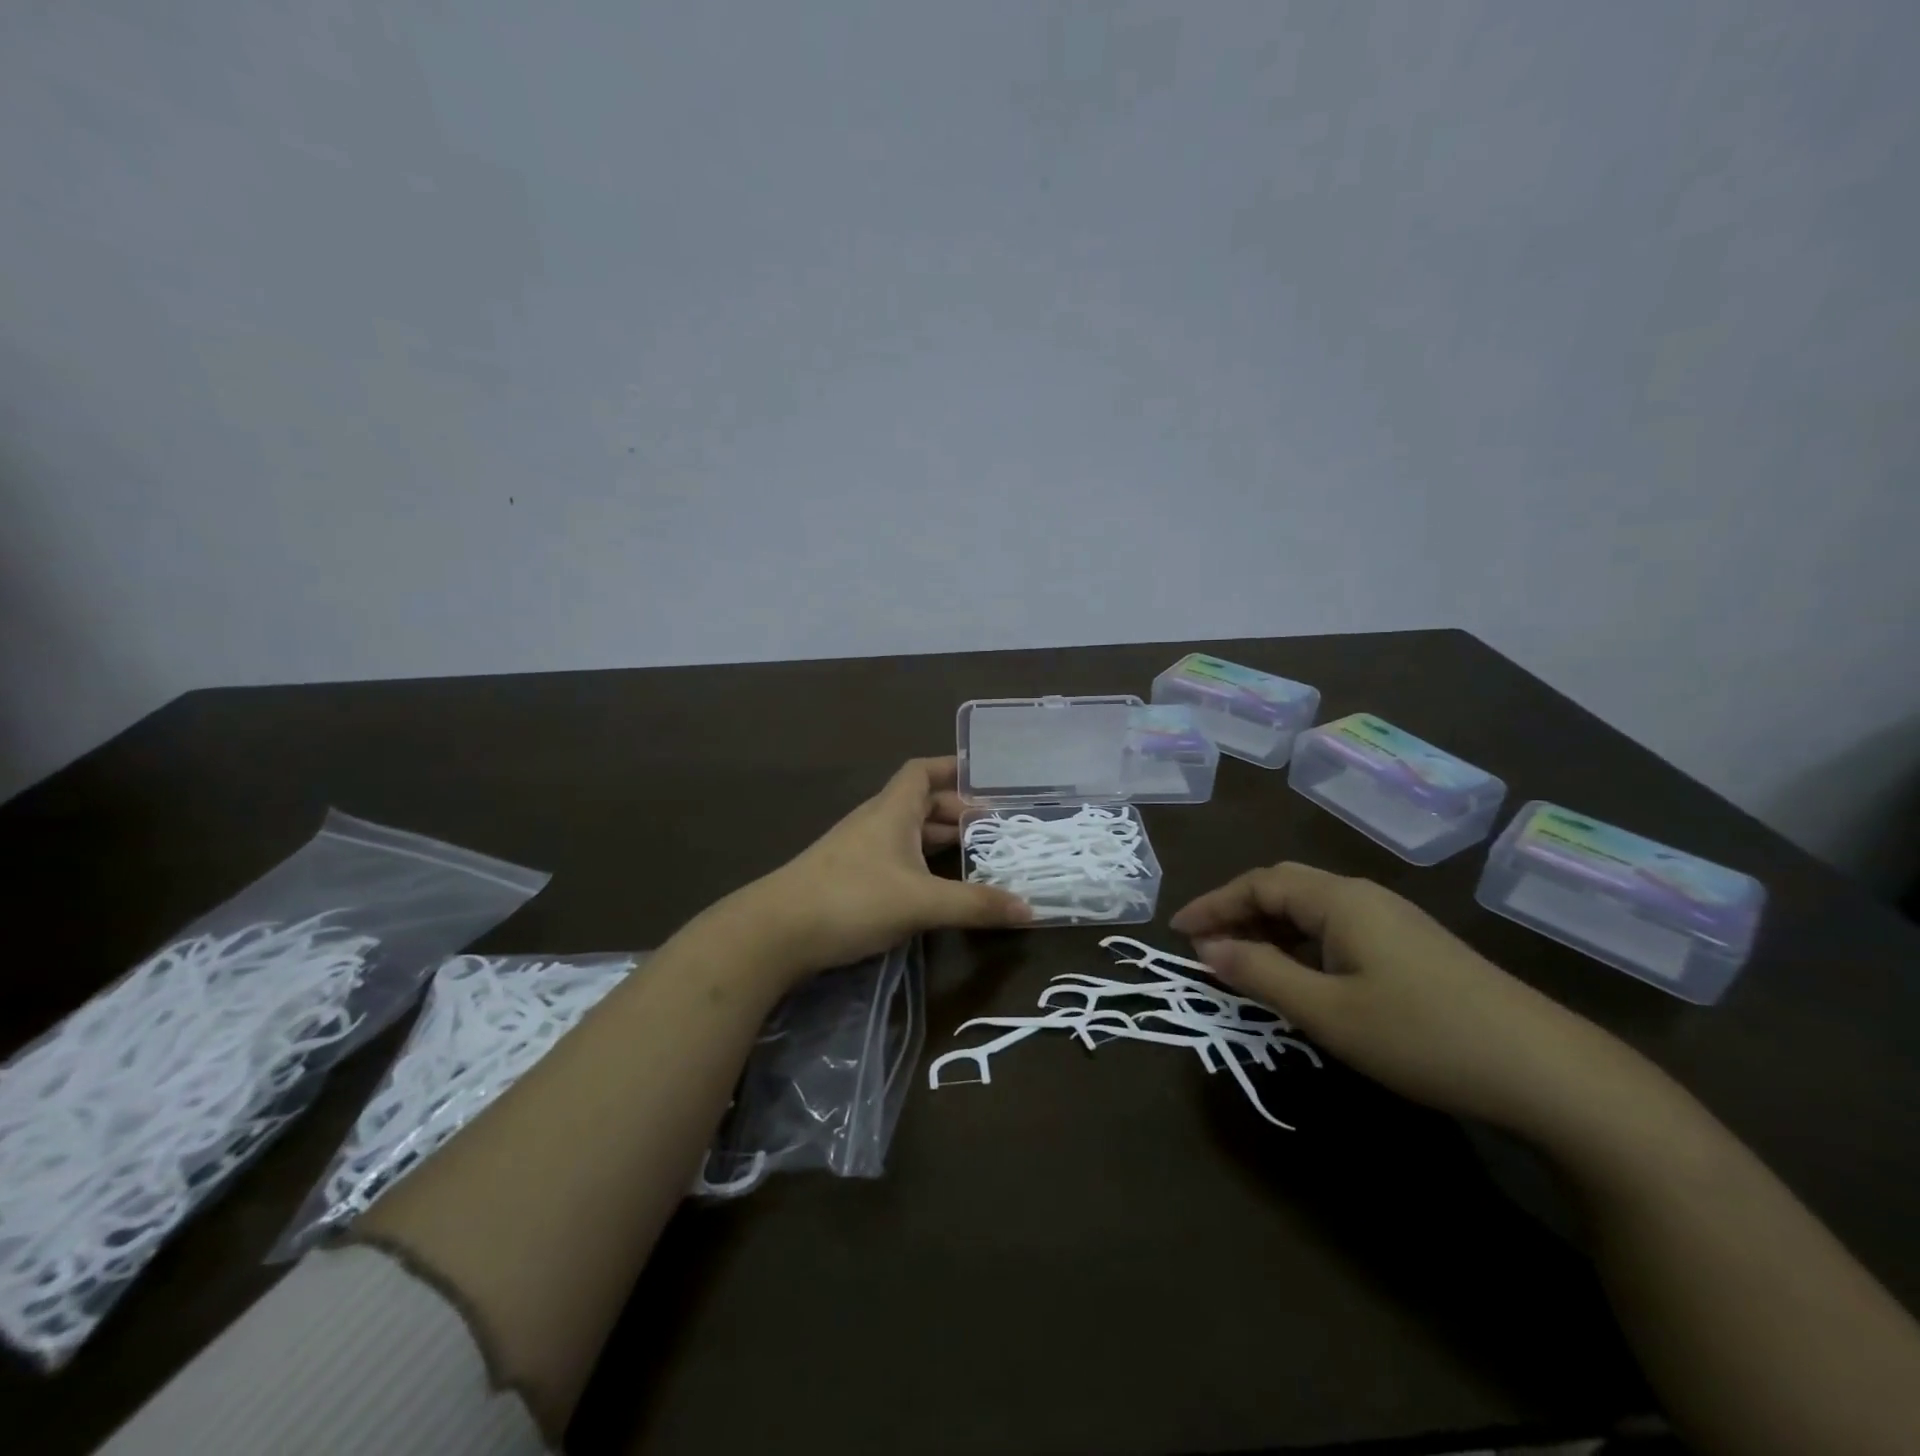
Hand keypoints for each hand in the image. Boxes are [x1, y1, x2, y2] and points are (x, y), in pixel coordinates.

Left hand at [716, 757, 1029, 985]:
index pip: (922, 772)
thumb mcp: (921, 902)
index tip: (985, 777)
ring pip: (907, 834)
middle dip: (956, 812)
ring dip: (938, 840)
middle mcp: (875, 823)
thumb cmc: (851, 899)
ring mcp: (858, 851)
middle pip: (920, 803)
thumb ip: (975, 905)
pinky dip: (920, 864)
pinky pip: (894, 859)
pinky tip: (934, 887)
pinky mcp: (847, 879)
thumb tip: (1030, 908)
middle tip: (994, 829)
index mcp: (892, 811)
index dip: (952, 768)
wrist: (774, 931)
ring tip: (974, 855)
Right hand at [1171, 862, 1639, 1133]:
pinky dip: (1301, 944)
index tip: (1177, 932)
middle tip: (1203, 947)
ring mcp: (1394, 921)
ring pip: (1312, 910)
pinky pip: (1338, 930)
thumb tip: (1207, 949)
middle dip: (1237, 912)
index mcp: (1340, 900)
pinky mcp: (1413, 948)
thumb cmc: (1422, 1036)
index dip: (1213, 904)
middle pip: (1284, 888)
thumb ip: (1260, 974)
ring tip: (1241, 963)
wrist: (1549, 1073)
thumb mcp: (1328, 1011)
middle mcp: (1365, 897)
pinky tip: (1300, 976)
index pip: (1259, 883)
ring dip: (1269, 930)